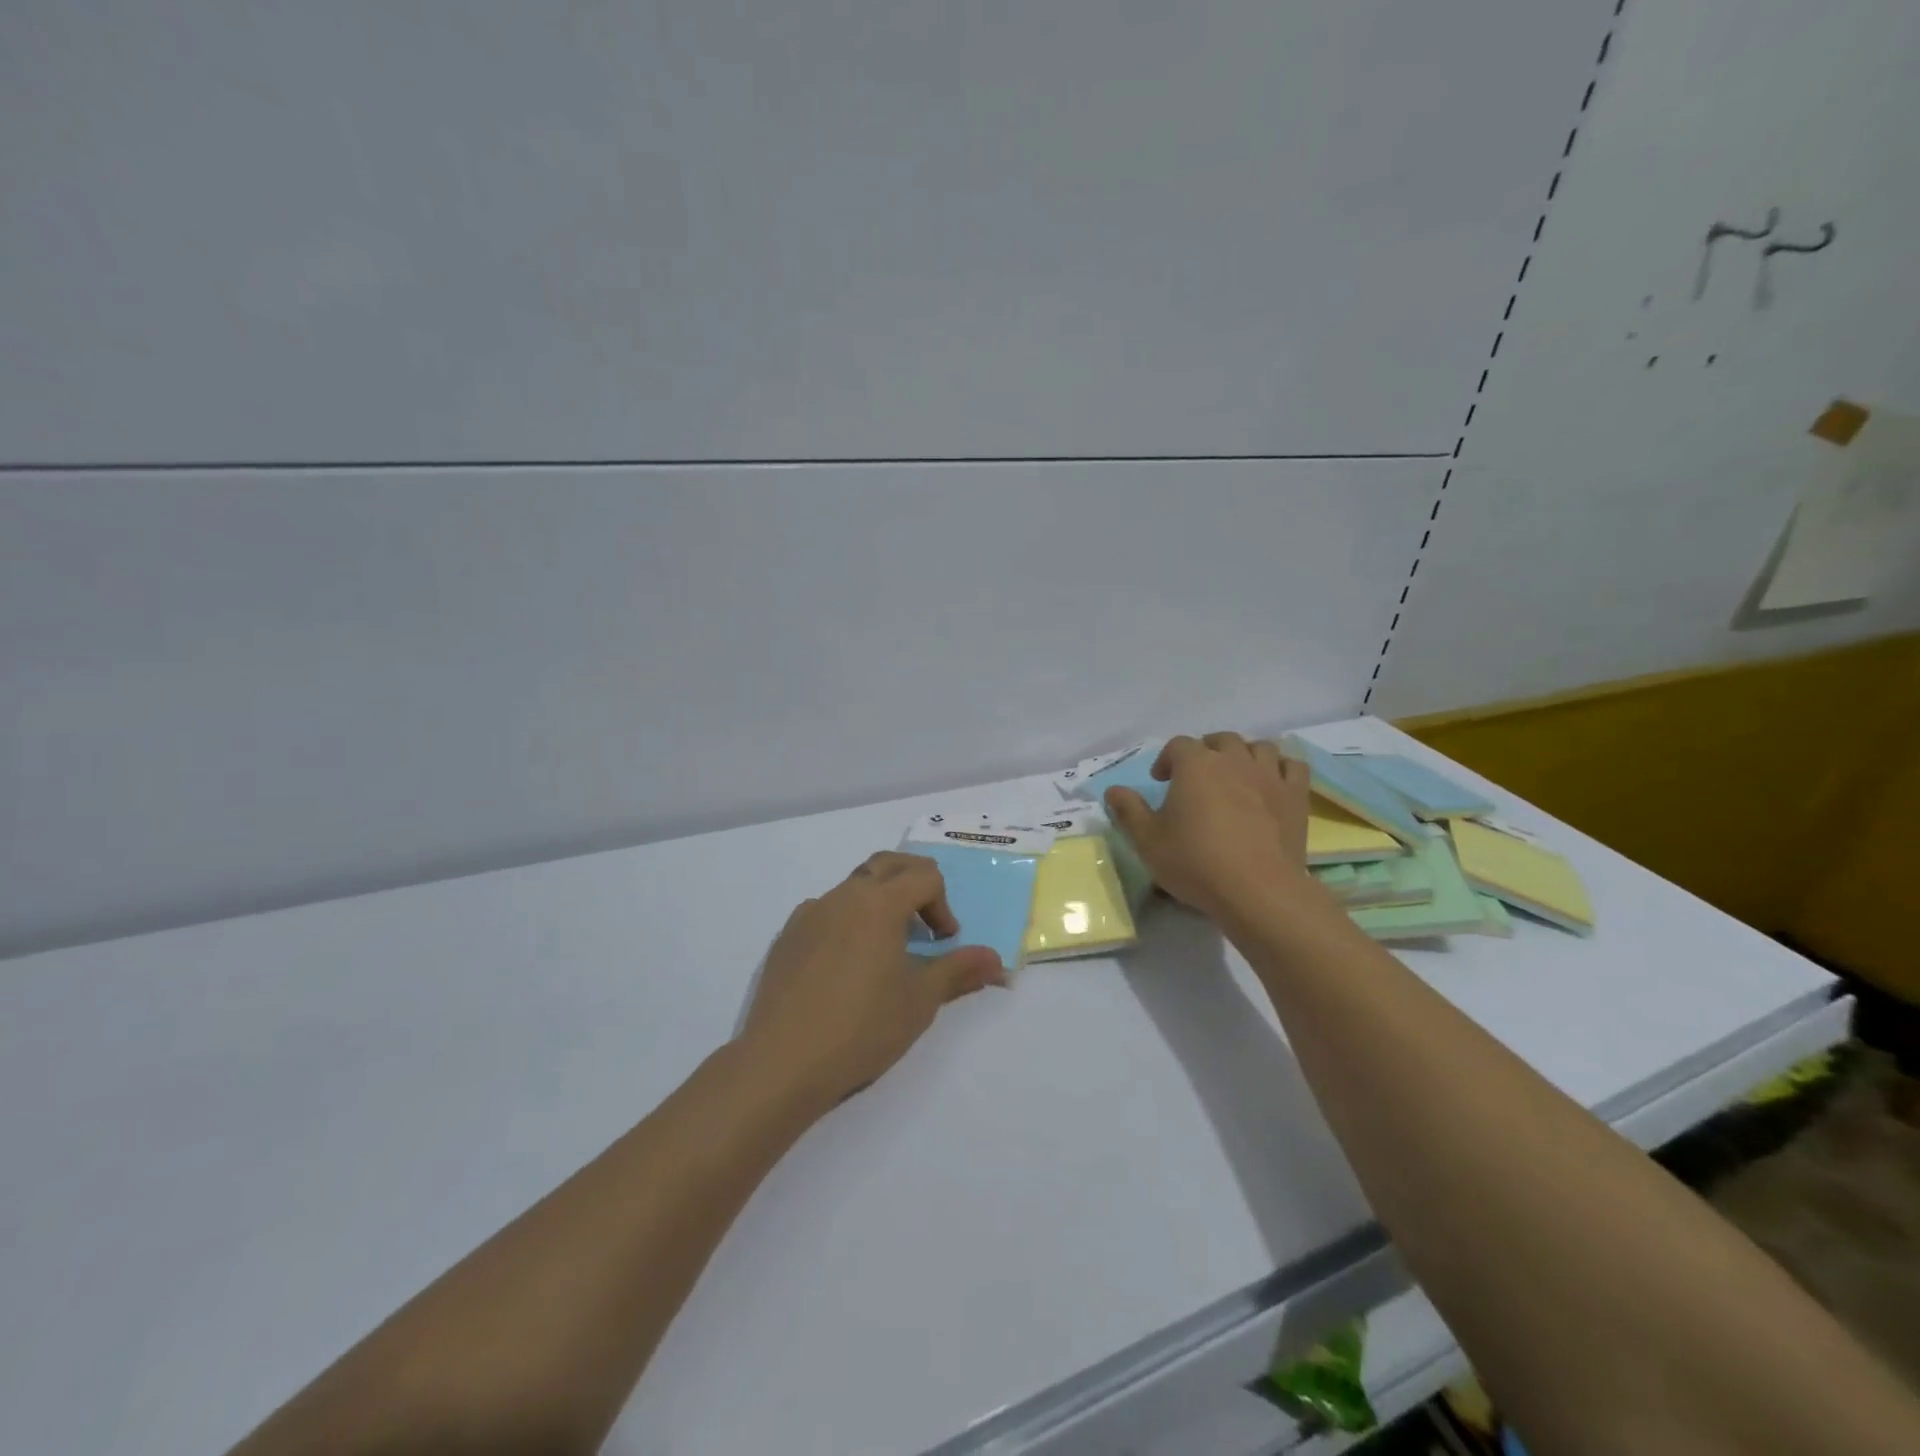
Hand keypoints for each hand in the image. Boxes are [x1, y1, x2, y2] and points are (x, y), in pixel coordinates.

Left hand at [739, 851, 1006, 1106]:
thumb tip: (996, 960)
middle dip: (914, 884)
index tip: (943, 943)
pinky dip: (847, 922)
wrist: (781, 1062)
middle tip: (925, 923)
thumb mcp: (920, 1000)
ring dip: (879, 903)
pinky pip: (826, 912)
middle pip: (887, 865)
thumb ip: (959, 971)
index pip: (924, 876)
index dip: (943, 905)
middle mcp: (843, 895)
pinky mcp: (787, 937)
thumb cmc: (862, 1027)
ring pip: (854, 887)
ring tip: (886, 950)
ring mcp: (809, 913)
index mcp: (879, 902)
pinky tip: (845, 967)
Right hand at [1103, 732, 1311, 920]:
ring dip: (1244, 755)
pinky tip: (1271, 783)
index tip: (1160, 782)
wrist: (1257, 890)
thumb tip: (1113, 790)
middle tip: (1196, 777)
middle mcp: (1233, 759)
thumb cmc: (1195, 862)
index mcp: (1195, 765)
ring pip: (1258, 747)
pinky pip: (1292, 766)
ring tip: (1235, 776)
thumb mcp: (1147, 841)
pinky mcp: (1295, 796)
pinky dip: (1280, 767)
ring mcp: (1269, 775)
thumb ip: (1128, 811)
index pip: (1177, 745)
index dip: (1166, 759)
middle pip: (1220, 740)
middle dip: (1206, 752)